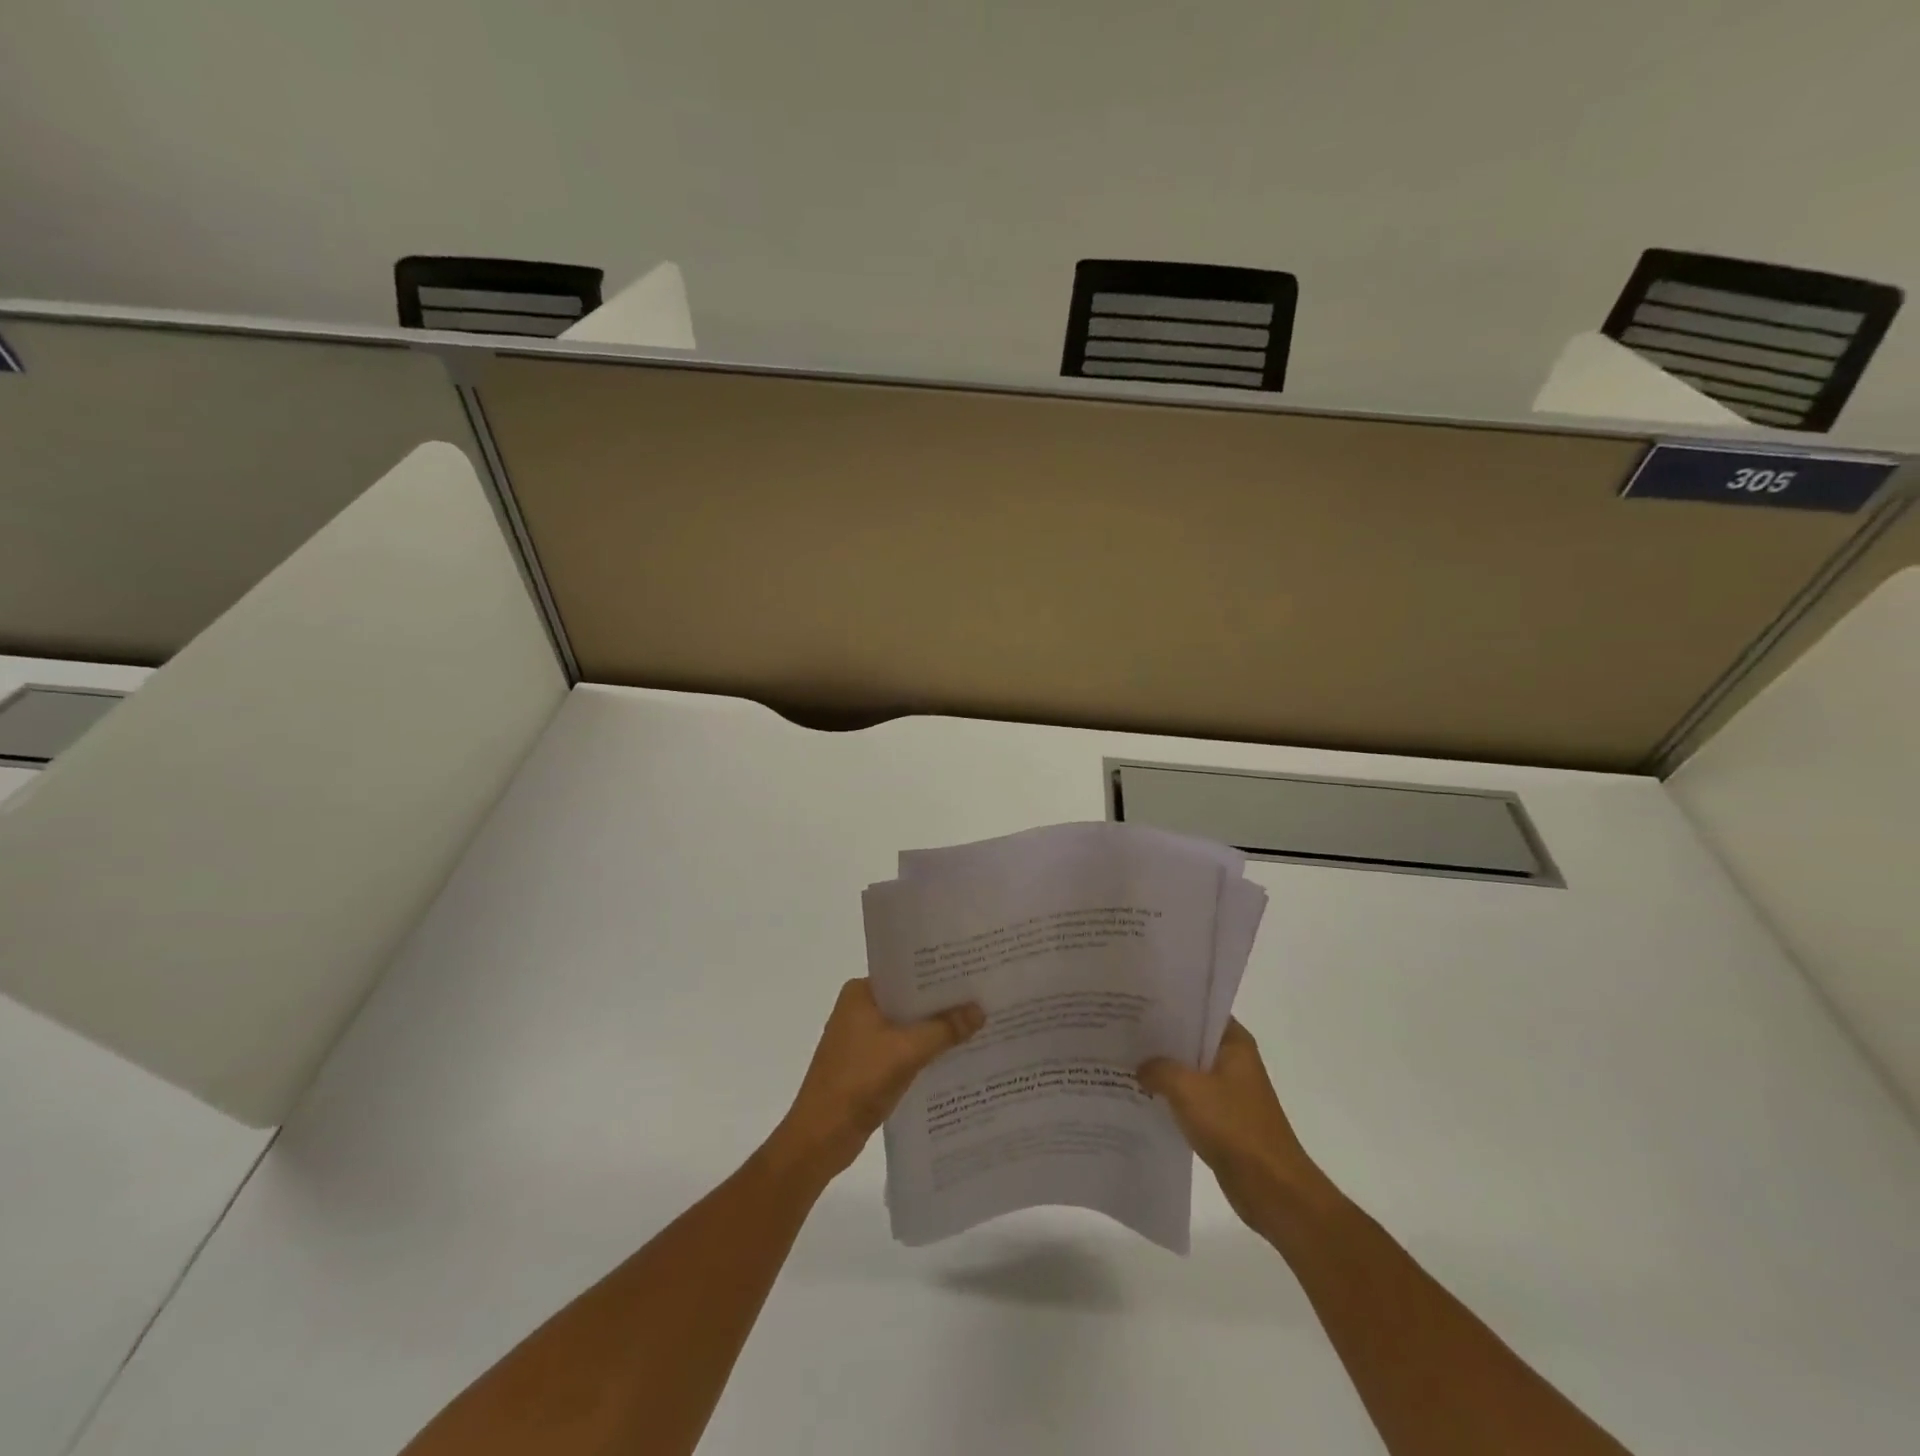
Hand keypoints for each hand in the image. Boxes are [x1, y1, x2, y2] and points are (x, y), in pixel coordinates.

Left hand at [770, 979, 983, 1183]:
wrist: (821, 1137)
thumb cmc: (859, 1081)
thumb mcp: (908, 1050)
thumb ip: (945, 1029)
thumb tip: (980, 1009)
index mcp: (860, 993)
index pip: (906, 973)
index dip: (938, 974)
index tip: (971, 970)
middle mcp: (858, 1009)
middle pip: (909, 1000)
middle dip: (941, 1003)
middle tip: (982, 996)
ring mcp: (861, 1038)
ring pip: (907, 1026)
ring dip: (935, 1029)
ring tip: (976, 1023)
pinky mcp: (866, 1065)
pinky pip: (902, 1048)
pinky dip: (924, 1050)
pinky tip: (953, 1055)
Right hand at [1138, 1019, 1334, 1232]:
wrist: (1271, 1188)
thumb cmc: (1234, 1126)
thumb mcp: (1187, 1089)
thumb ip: (1159, 1069)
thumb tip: (1140, 1067)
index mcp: (1234, 1043)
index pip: (1199, 1010)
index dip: (1168, 1005)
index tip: (1136, 1003)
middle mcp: (1234, 1061)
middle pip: (1190, 1040)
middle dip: (1159, 1038)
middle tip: (1121, 1029)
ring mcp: (1229, 1091)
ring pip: (1188, 1070)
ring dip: (1162, 1069)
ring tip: (1124, 1060)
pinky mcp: (1222, 1118)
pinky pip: (1190, 1098)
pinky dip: (1169, 1096)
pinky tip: (1141, 1095)